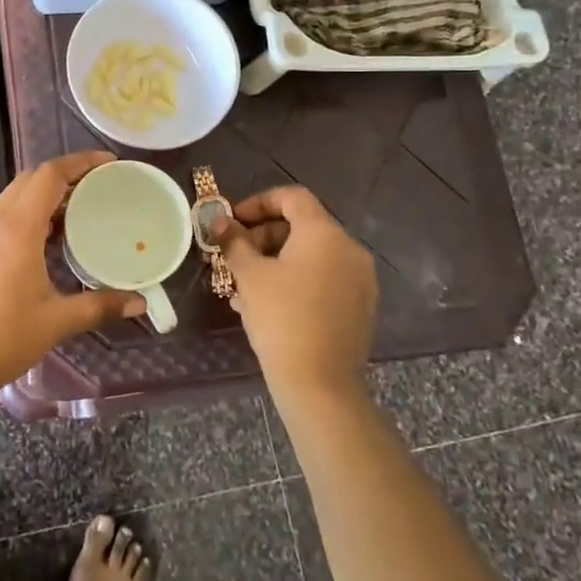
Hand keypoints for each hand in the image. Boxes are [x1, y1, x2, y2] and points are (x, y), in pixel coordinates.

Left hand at [0, 152, 144, 400]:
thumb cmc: (2, 339)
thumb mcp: (56, 321)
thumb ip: (100, 306)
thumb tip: (140, 303)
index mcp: (16, 228)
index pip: (48, 175)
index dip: (79, 162)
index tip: (107, 163)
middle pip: (28, 180)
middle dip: (63, 175)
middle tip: (96, 187)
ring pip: (12, 200)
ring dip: (43, 197)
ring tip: (76, 214)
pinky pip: (1, 220)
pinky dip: (27, 217)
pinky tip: (44, 244)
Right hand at [217, 186, 376, 397]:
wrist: (319, 383)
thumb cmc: (281, 318)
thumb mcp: (249, 275)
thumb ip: (234, 242)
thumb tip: (220, 223)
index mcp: (324, 234)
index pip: (292, 197)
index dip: (258, 203)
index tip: (233, 223)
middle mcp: (349, 249)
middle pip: (303, 226)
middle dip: (264, 236)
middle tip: (235, 257)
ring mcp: (360, 280)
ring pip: (311, 256)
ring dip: (276, 262)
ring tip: (245, 286)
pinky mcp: (360, 307)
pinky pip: (324, 280)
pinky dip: (296, 281)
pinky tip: (268, 306)